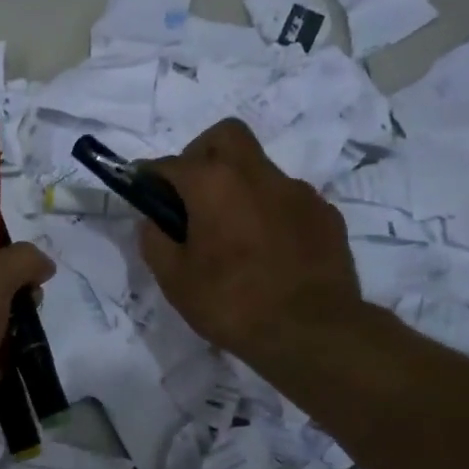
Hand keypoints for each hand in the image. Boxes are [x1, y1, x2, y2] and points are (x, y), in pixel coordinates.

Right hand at [137, 118, 364, 367]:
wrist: (312, 332)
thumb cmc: (232, 304)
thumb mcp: (175, 280)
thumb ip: (155, 241)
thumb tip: (153, 221)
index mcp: (214, 184)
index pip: (170, 164)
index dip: (150, 176)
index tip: (142, 190)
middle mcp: (257, 174)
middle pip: (224, 136)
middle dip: (201, 154)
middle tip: (193, 195)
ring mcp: (298, 192)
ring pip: (259, 169)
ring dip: (239, 187)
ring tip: (234, 233)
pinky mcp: (325, 214)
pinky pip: (288, 200)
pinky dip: (271, 212)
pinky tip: (269, 250)